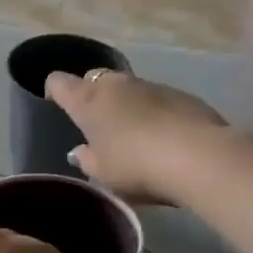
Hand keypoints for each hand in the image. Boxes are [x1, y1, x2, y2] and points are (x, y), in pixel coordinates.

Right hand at [45, 70, 226, 204]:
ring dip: (126, 104)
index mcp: (87, 100)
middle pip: (95, 79)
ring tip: (134, 134)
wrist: (199, 157)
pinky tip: (164, 137)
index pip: (58, 82)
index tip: (56, 105)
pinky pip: (158, 99)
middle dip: (93, 96)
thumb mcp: (101, 173)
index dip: (54, 91)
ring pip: (129, 89)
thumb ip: (86, 159)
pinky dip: (154, 112)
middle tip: (97, 124)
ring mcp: (151, 86)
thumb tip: (81, 151)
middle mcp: (116, 85)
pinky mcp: (182, 95)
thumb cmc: (135, 165)